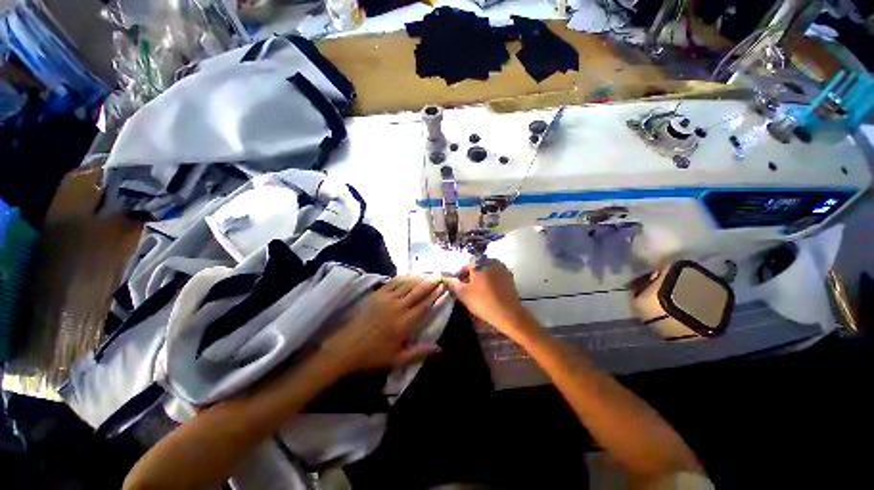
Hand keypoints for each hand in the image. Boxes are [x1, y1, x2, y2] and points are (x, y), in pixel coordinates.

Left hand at [323, 275, 444, 373]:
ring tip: (427, 274)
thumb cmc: (374, 355)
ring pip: (407, 284)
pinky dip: (403, 278)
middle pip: (418, 291)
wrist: (347, 347)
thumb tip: (440, 349)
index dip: (435, 294)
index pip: (424, 305)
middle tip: (439, 275)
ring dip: (418, 278)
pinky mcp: (377, 294)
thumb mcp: (398, 359)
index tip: (443, 286)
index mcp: (405, 323)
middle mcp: (398, 307)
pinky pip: (393, 282)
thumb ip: (419, 352)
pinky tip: (409, 276)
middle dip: (430, 282)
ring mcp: (387, 299)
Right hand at [444, 259, 537, 339]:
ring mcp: (502, 269)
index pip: (465, 266)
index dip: (458, 275)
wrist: (508, 314)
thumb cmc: (483, 301)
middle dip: (469, 277)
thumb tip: (449, 280)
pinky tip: (486, 293)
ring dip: (479, 279)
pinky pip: (495, 277)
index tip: (455, 285)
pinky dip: (489, 282)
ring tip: (475, 292)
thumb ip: (454, 284)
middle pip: (476, 268)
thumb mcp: (463, 293)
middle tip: (464, 289)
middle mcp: (492, 261)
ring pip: (486, 272)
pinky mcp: (509, 278)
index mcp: (480, 262)